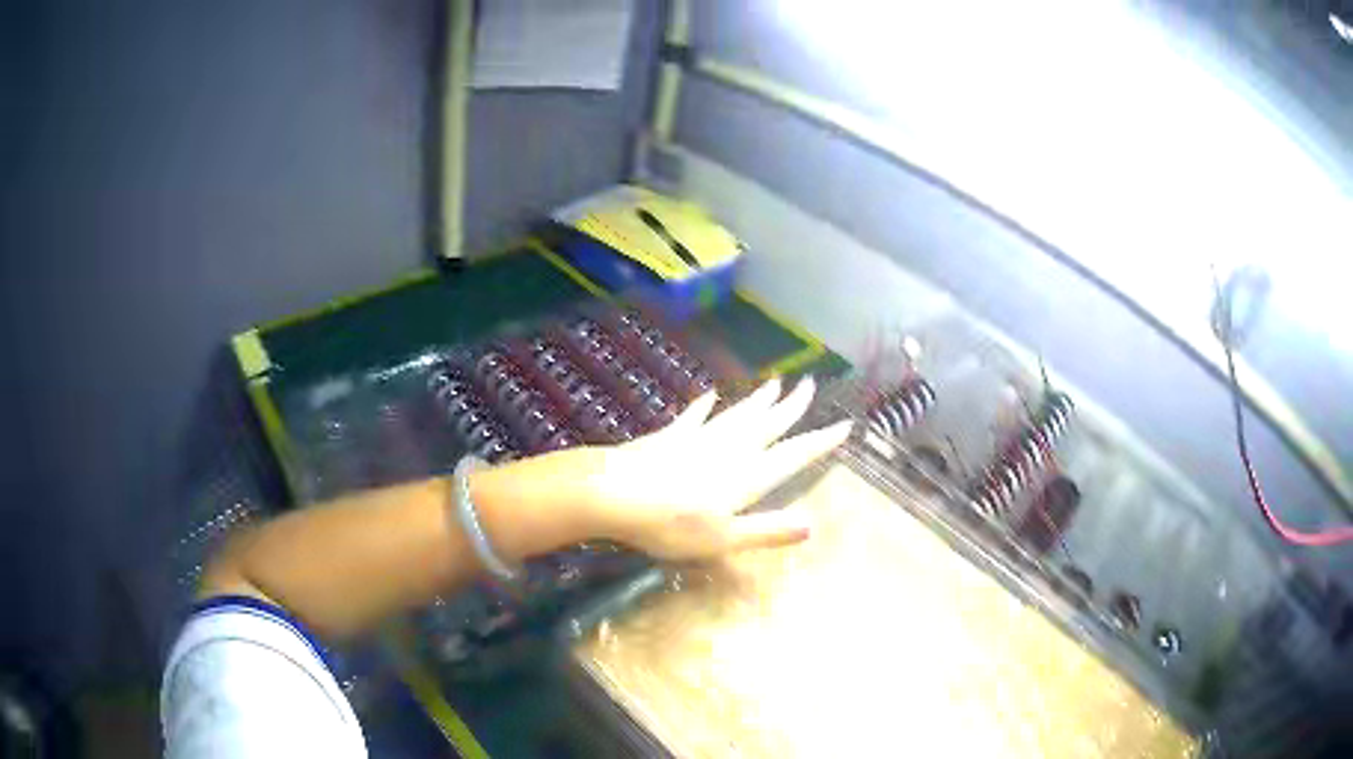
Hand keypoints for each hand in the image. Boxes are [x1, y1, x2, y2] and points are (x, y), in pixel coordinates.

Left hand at [578, 376, 851, 560]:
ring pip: (738, 415)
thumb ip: (768, 530)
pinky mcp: (671, 436)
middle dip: (791, 407)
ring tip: (776, 382)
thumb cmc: (671, 524)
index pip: (793, 455)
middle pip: (768, 425)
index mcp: (747, 476)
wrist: (615, 494)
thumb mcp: (724, 538)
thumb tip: (813, 525)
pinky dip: (705, 406)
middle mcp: (729, 449)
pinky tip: (711, 396)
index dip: (820, 441)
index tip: (844, 424)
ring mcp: (699, 438)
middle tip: (810, 385)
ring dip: (758, 400)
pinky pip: (695, 417)